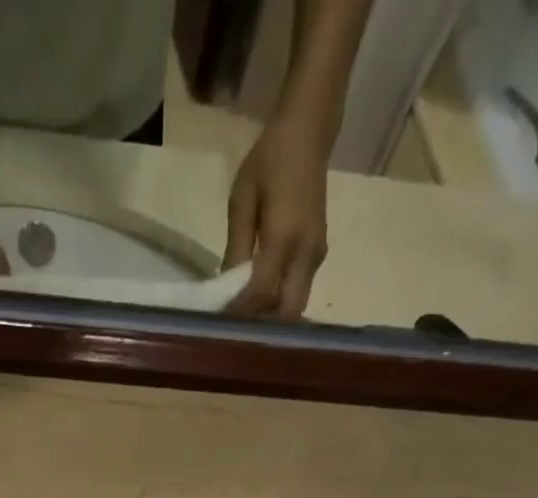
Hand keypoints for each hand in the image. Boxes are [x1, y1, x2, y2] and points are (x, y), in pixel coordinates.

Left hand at [223, 120, 329, 318]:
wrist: (309, 132)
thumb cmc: (270, 160)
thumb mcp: (241, 201)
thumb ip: (235, 248)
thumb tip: (226, 288)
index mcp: (284, 239)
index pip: (260, 293)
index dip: (240, 313)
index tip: (219, 322)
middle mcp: (306, 254)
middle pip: (285, 312)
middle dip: (261, 324)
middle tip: (235, 325)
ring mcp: (316, 256)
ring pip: (294, 306)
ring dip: (271, 316)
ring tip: (245, 315)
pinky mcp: (318, 254)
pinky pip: (298, 291)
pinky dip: (279, 301)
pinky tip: (260, 298)